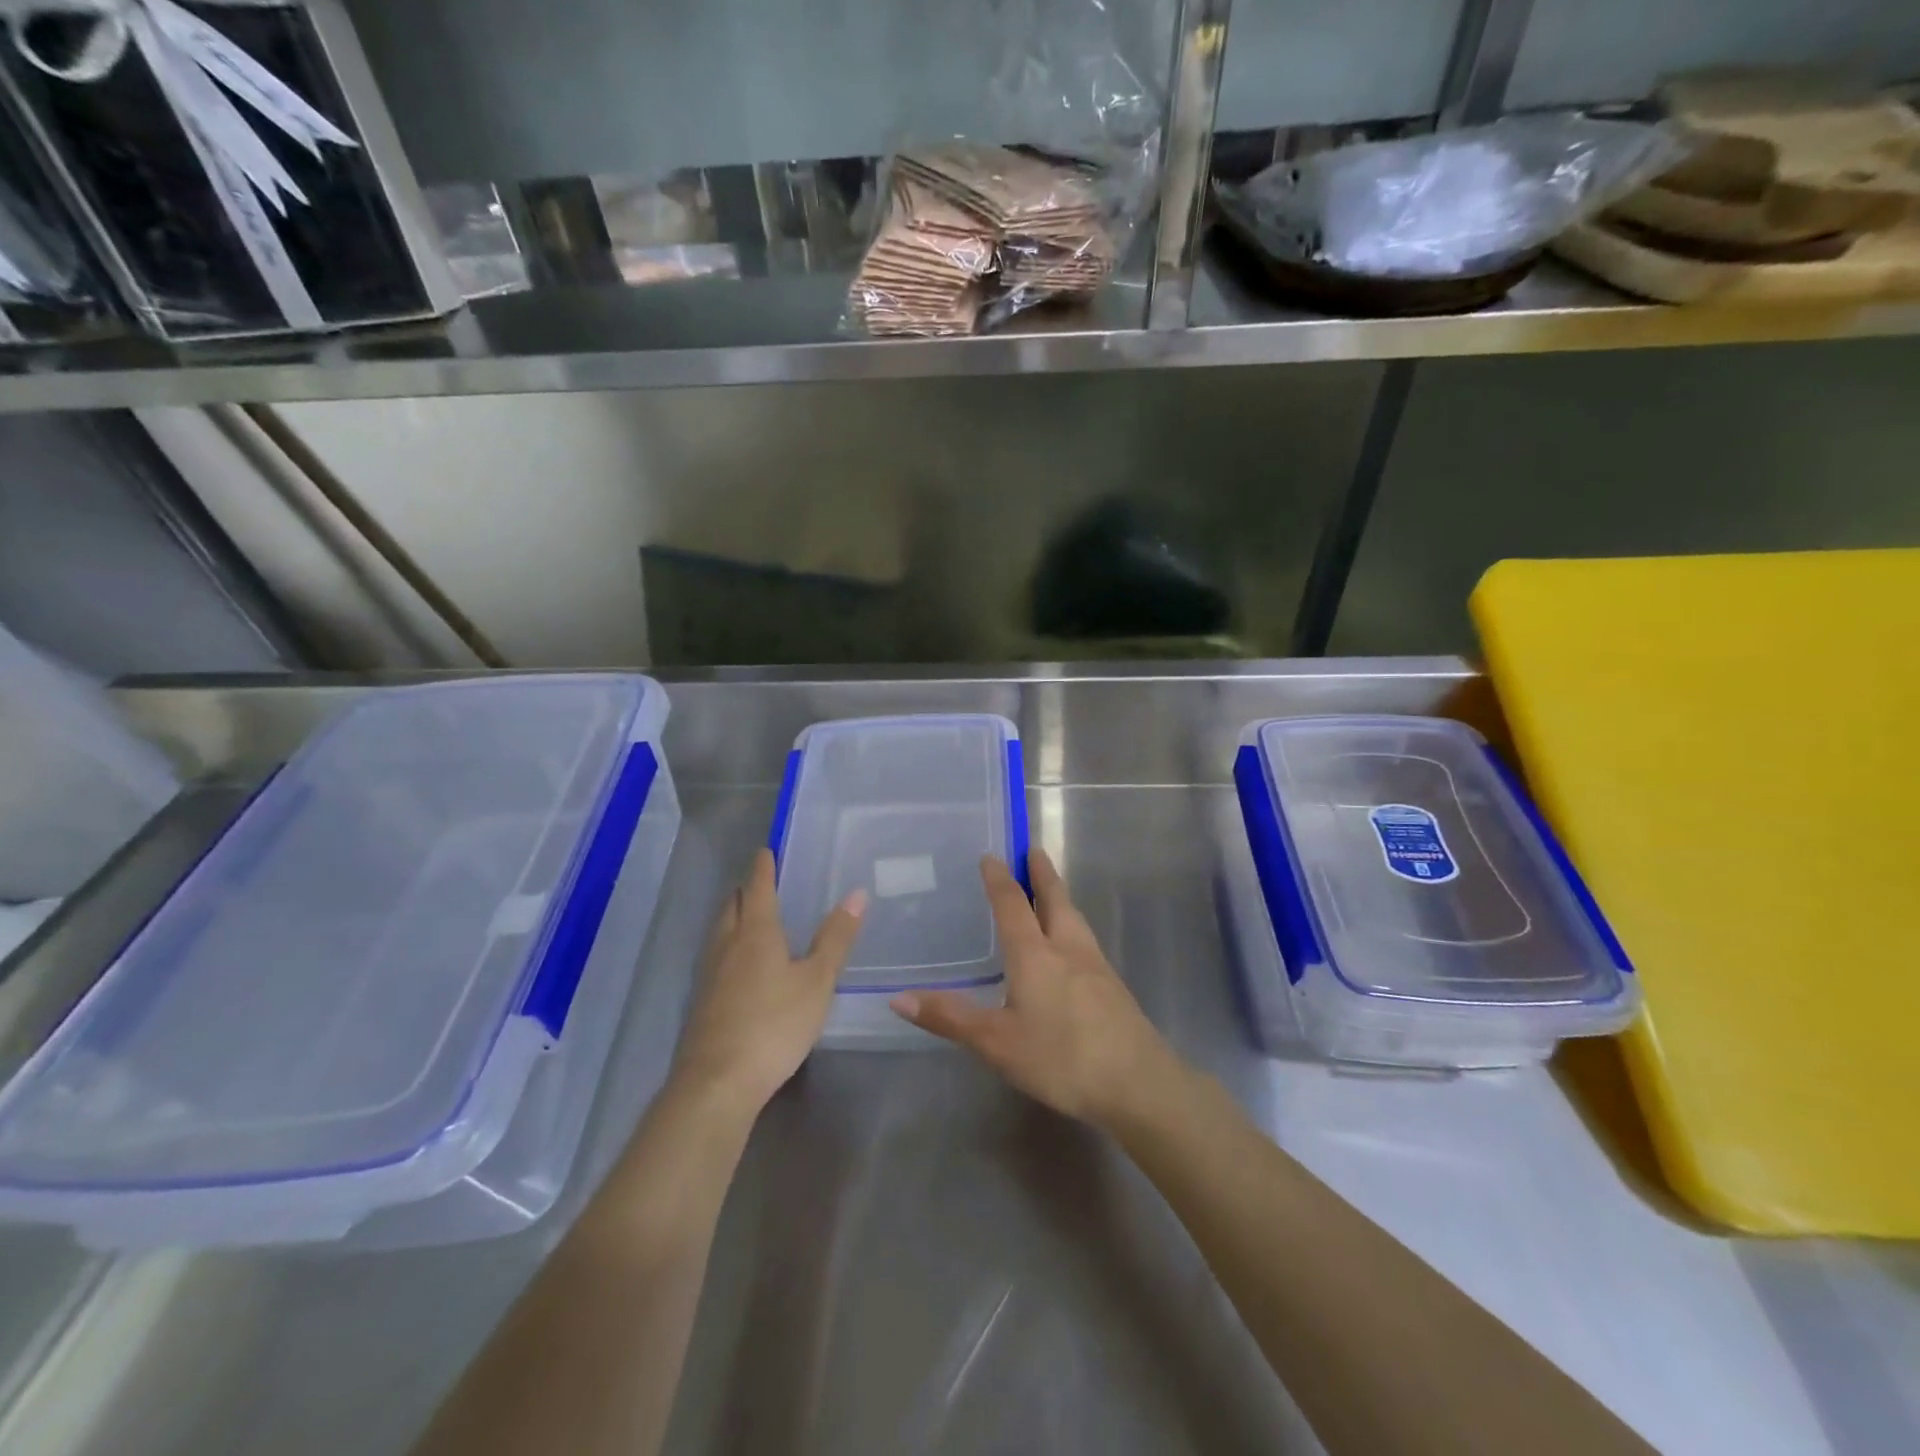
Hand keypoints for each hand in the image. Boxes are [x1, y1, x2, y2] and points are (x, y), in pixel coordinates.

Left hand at [672, 849, 865, 1111]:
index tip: (766, 850)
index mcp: (756, 932)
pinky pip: (716, 957)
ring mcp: (710, 974)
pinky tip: (740, 964)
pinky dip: (729, 945)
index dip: (763, 867)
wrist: (718, 1082)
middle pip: (731, 905)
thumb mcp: (817, 981)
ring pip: (720, 931)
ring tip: (751, 916)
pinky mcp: (703, 1001)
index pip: (757, 887)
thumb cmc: (774, 1024)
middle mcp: (728, 945)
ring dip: (734, 916)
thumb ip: (836, 938)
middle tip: (762, 882)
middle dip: (745, 889)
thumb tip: (857, 893)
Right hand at [889, 849, 1179, 1127]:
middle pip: (1055, 899)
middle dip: (1041, 873)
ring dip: (1059, 896)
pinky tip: (1070, 945)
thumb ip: (950, 1018)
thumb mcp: (996, 1043)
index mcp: (1035, 954)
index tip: (992, 855)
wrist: (1139, 1083)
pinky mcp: (1113, 987)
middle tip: (1033, 850)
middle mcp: (1067, 949)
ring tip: (1051, 889)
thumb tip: (898, 998)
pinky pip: (1085, 940)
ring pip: (1074, 918)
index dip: (1000, 879)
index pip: (1013, 905)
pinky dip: (1071, 924)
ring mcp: (1096, 966)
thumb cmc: (1061, 1058)